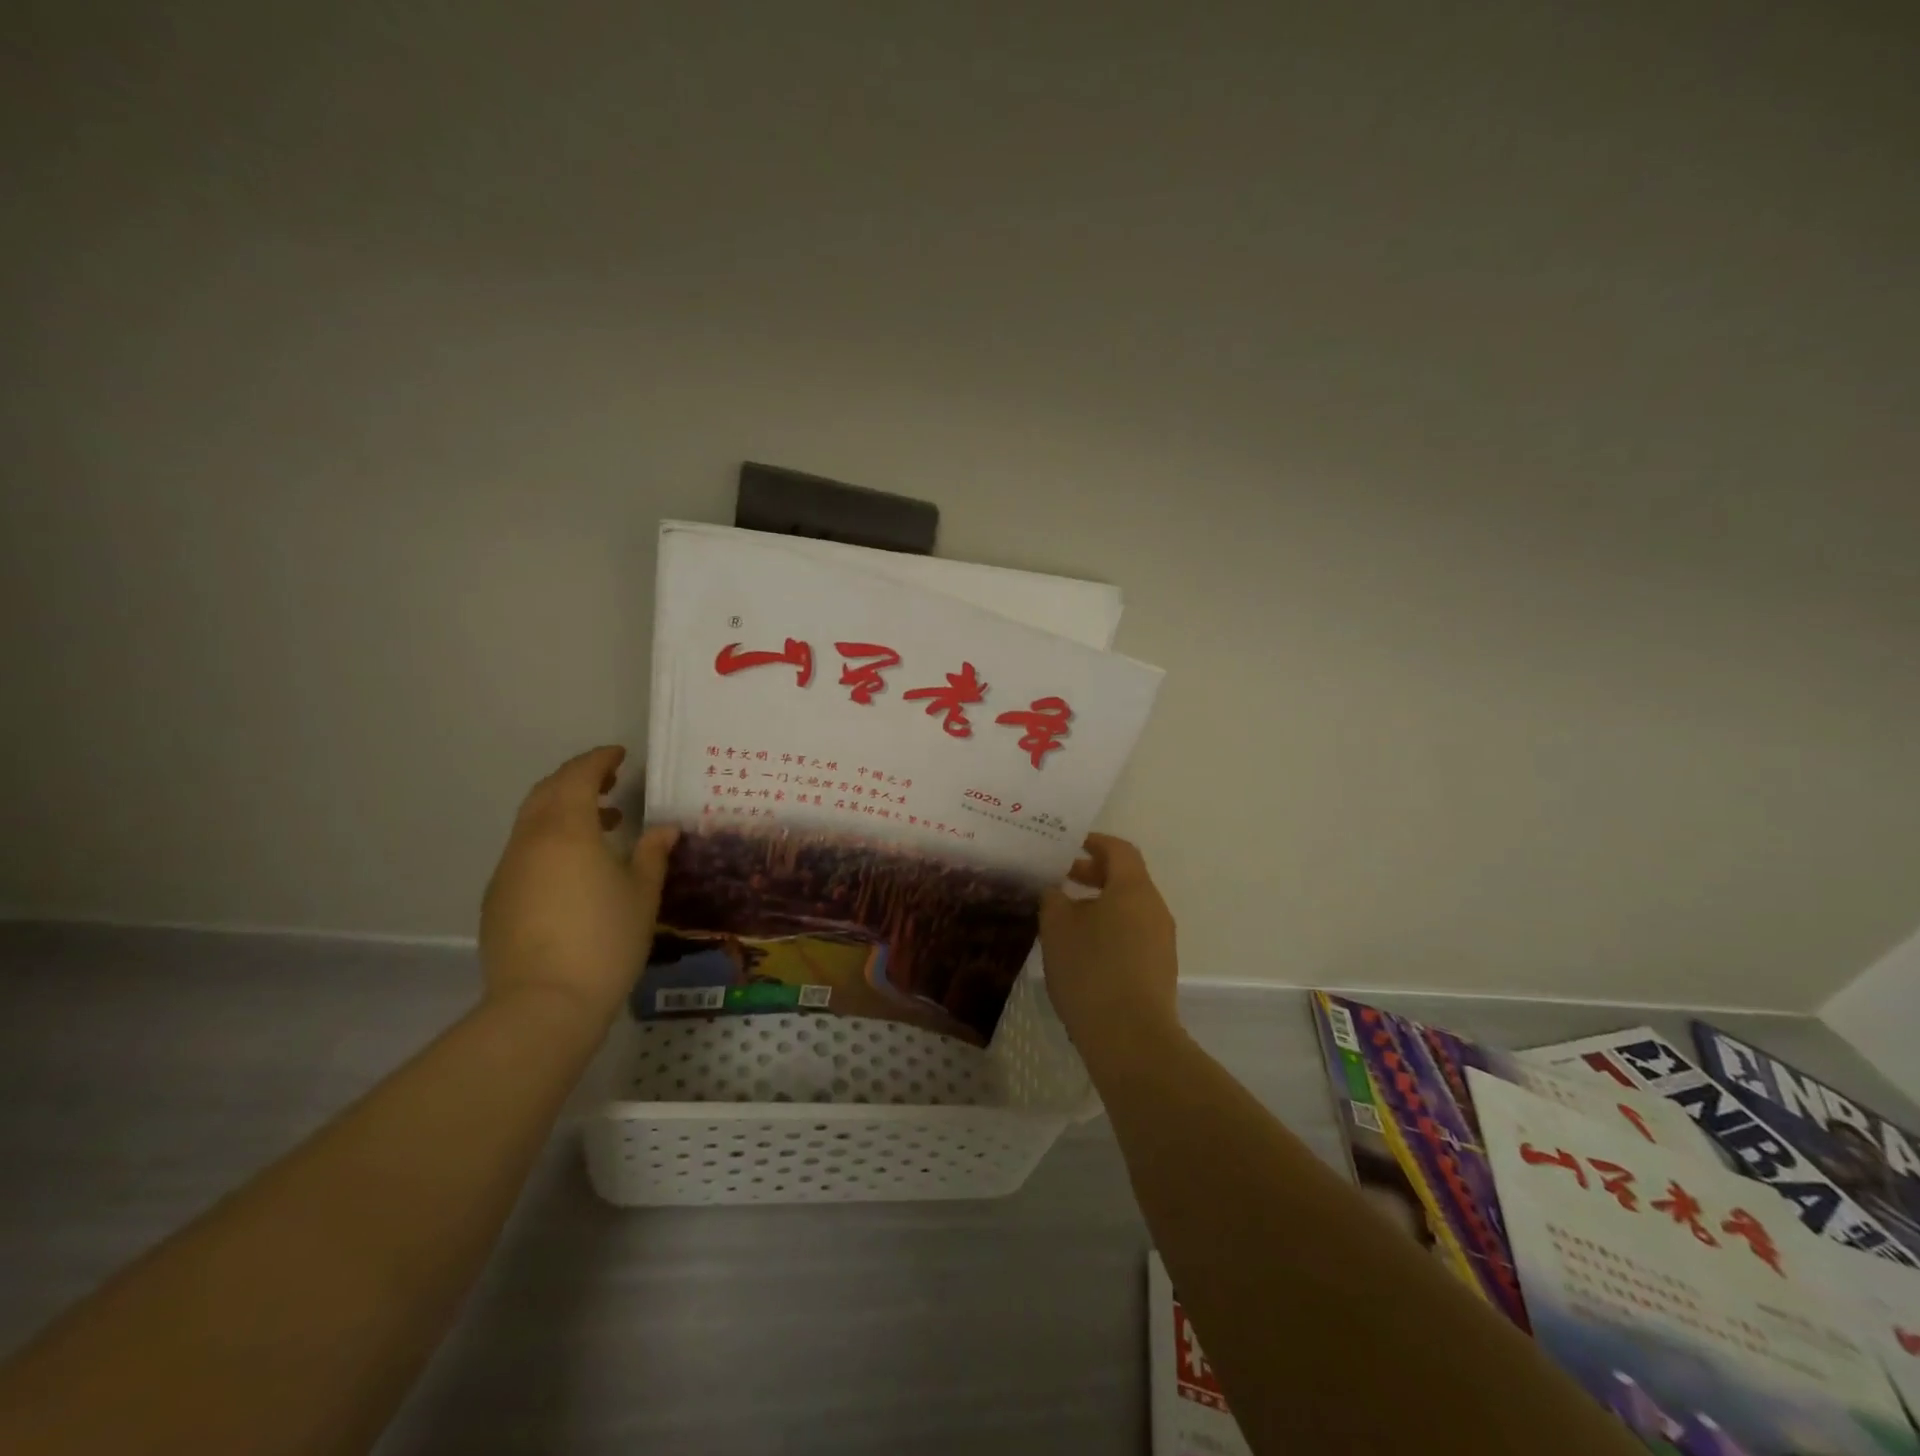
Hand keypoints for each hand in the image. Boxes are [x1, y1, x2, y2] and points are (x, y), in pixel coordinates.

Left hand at [479, 746, 677, 1027]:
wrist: (544, 1005)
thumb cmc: (605, 940)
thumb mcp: (642, 894)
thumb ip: (652, 854)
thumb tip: (664, 829)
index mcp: (566, 831)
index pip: (578, 777)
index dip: (599, 760)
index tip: (620, 755)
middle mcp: (530, 841)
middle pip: (547, 792)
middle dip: (577, 779)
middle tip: (610, 781)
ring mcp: (508, 871)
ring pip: (532, 823)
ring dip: (564, 811)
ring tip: (602, 825)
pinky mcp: (498, 900)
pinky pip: (524, 852)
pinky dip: (549, 841)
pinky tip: (575, 869)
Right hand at [1039, 833, 1180, 1064]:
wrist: (1131, 1038)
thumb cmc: (1091, 970)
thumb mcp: (1057, 928)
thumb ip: (1053, 899)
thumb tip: (1055, 891)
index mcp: (1133, 889)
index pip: (1118, 850)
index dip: (1093, 842)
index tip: (1067, 846)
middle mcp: (1154, 908)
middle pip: (1125, 878)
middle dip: (1092, 874)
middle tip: (1059, 879)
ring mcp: (1161, 940)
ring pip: (1128, 908)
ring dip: (1099, 904)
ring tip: (1065, 918)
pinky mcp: (1159, 969)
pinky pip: (1133, 934)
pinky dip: (1109, 929)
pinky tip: (1082, 950)